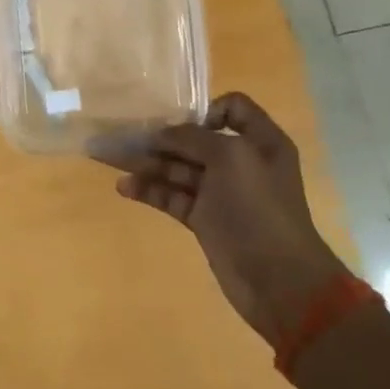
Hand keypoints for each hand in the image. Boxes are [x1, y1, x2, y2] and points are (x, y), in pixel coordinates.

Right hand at [98, 93, 347, 346]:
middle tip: (122, 134)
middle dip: (160, 137)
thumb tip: (163, 134)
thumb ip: (193, 137)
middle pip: (195, 139)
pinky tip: (125, 188)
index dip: (205, 109)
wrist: (278, 280)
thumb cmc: (259, 208)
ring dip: (147, 163)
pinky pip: (172, 197)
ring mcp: (221, 193)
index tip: (180, 121)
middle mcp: (241, 162)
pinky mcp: (204, 219)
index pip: (232, 108)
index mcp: (260, 141)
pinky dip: (150, 191)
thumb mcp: (230, 158)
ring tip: (110, 159)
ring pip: (178, 169)